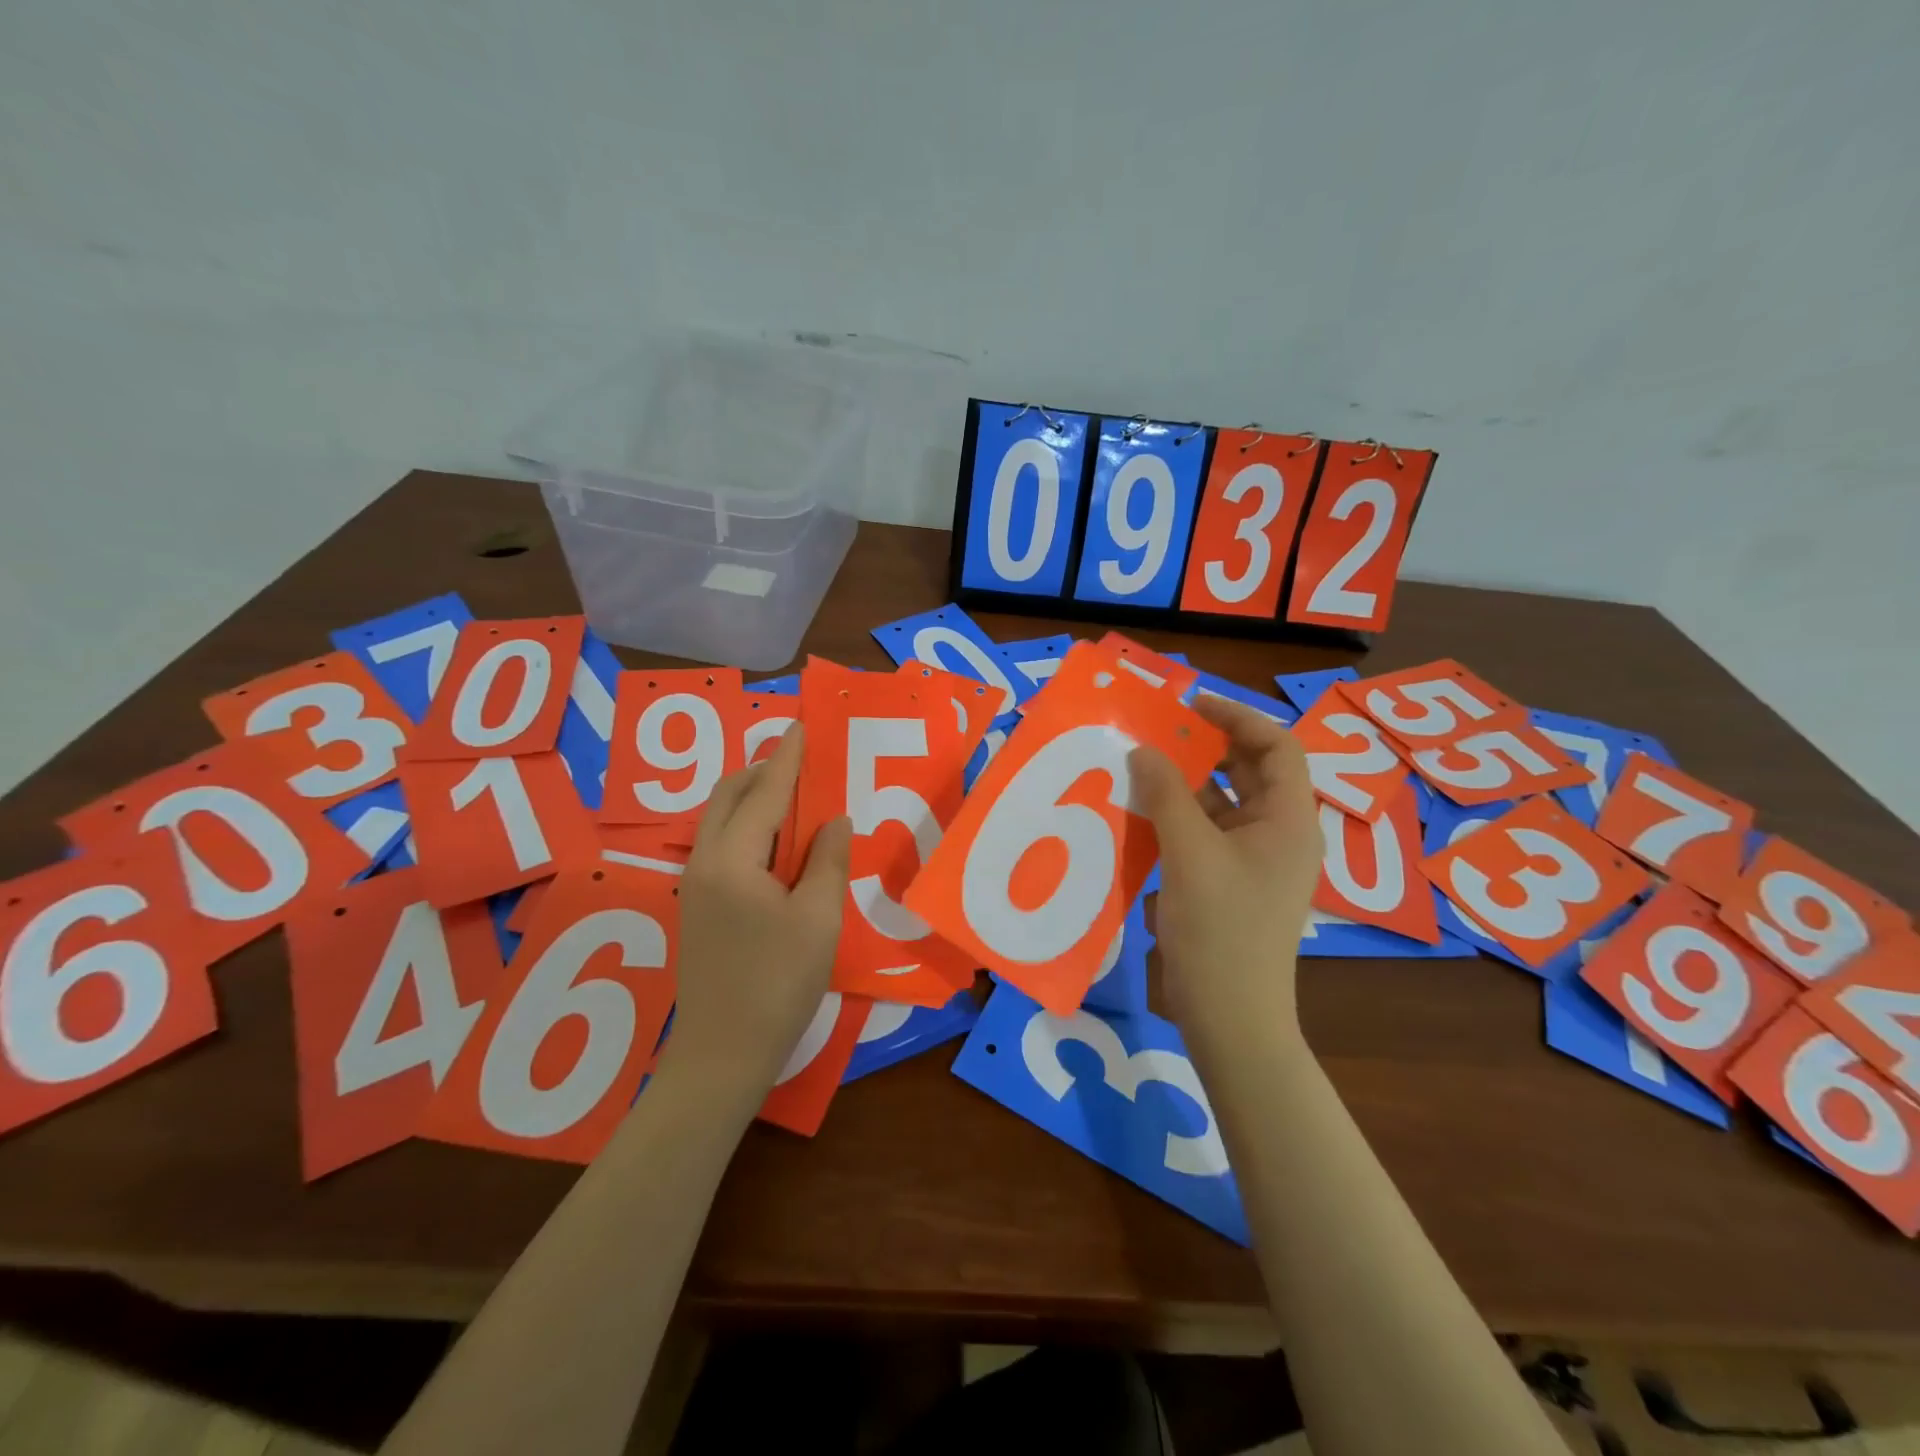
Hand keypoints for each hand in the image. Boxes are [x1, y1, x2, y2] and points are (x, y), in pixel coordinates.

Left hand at [660, 725, 851, 1099]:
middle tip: (800, 757)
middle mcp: (704, 862)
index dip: (787, 758)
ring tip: (790, 791)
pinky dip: (747, 824)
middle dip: (762, 770)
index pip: (764, 793)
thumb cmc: (777, 983)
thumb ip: (826, 861)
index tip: (801, 725)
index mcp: (732, 860)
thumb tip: (833, 821)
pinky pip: (721, 843)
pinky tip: (775, 839)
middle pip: (729, 796)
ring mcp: (695, 885)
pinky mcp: (698, 906)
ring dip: (752, 796)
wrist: (722, 1054)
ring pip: (720, 819)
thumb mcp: (817, 919)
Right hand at [1130, 697, 1322, 1043]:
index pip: (1277, 746)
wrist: (1230, 1018)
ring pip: (1222, 805)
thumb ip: (1166, 794)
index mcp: (1289, 821)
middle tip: (1157, 733)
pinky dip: (1177, 822)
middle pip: (1248, 772)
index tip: (1189, 705)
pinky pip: (1206, 836)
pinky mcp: (1229, 885)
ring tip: (1139, 770)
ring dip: (1184, 787)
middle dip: (1204, 749)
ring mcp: (1254, 862)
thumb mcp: (1189, 853)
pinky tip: (1140, 820)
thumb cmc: (1220, 930)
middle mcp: (1279, 835)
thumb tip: (1143, 750)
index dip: (1237, 717)